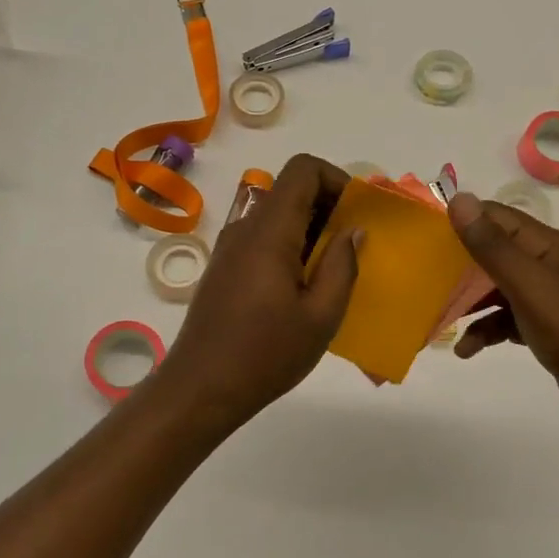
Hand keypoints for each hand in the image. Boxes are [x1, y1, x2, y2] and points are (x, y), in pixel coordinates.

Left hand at [155, 154, 359, 427]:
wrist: (200, 389)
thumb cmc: (266, 354)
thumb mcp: (321, 316)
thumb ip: (342, 265)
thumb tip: (353, 230)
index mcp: (269, 231)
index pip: (302, 169)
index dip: (336, 178)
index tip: (358, 213)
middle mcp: (245, 228)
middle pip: (291, 190)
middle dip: (329, 206)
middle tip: (354, 246)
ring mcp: (230, 248)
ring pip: (278, 216)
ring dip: (311, 230)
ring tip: (333, 272)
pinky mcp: (224, 268)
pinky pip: (264, 239)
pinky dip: (291, 247)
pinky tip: (303, 289)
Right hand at [446, 192, 558, 445]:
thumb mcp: (532, 288)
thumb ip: (494, 247)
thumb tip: (459, 198)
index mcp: (550, 248)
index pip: (498, 217)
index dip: (462, 219)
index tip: (421, 232)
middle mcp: (551, 267)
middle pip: (496, 253)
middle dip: (459, 264)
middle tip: (422, 278)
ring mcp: (553, 302)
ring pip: (499, 290)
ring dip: (469, 301)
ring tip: (438, 318)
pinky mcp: (551, 333)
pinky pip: (509, 321)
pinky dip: (487, 330)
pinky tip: (467, 350)